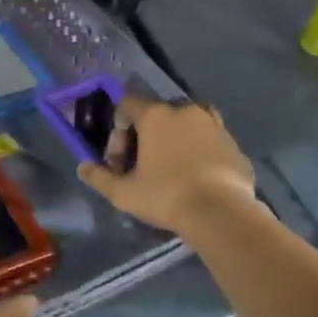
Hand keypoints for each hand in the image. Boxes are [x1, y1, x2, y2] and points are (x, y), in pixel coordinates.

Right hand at [78, 96, 257, 237]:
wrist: (221, 213)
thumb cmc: (166, 196)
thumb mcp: (124, 193)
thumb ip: (99, 177)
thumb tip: (83, 167)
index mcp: (156, 115)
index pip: (127, 103)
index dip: (118, 128)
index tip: (119, 159)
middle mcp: (185, 110)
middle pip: (158, 112)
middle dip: (146, 134)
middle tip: (142, 165)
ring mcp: (214, 125)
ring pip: (187, 123)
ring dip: (176, 139)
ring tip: (172, 168)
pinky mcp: (234, 144)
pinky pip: (210, 140)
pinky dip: (200, 152)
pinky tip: (197, 178)